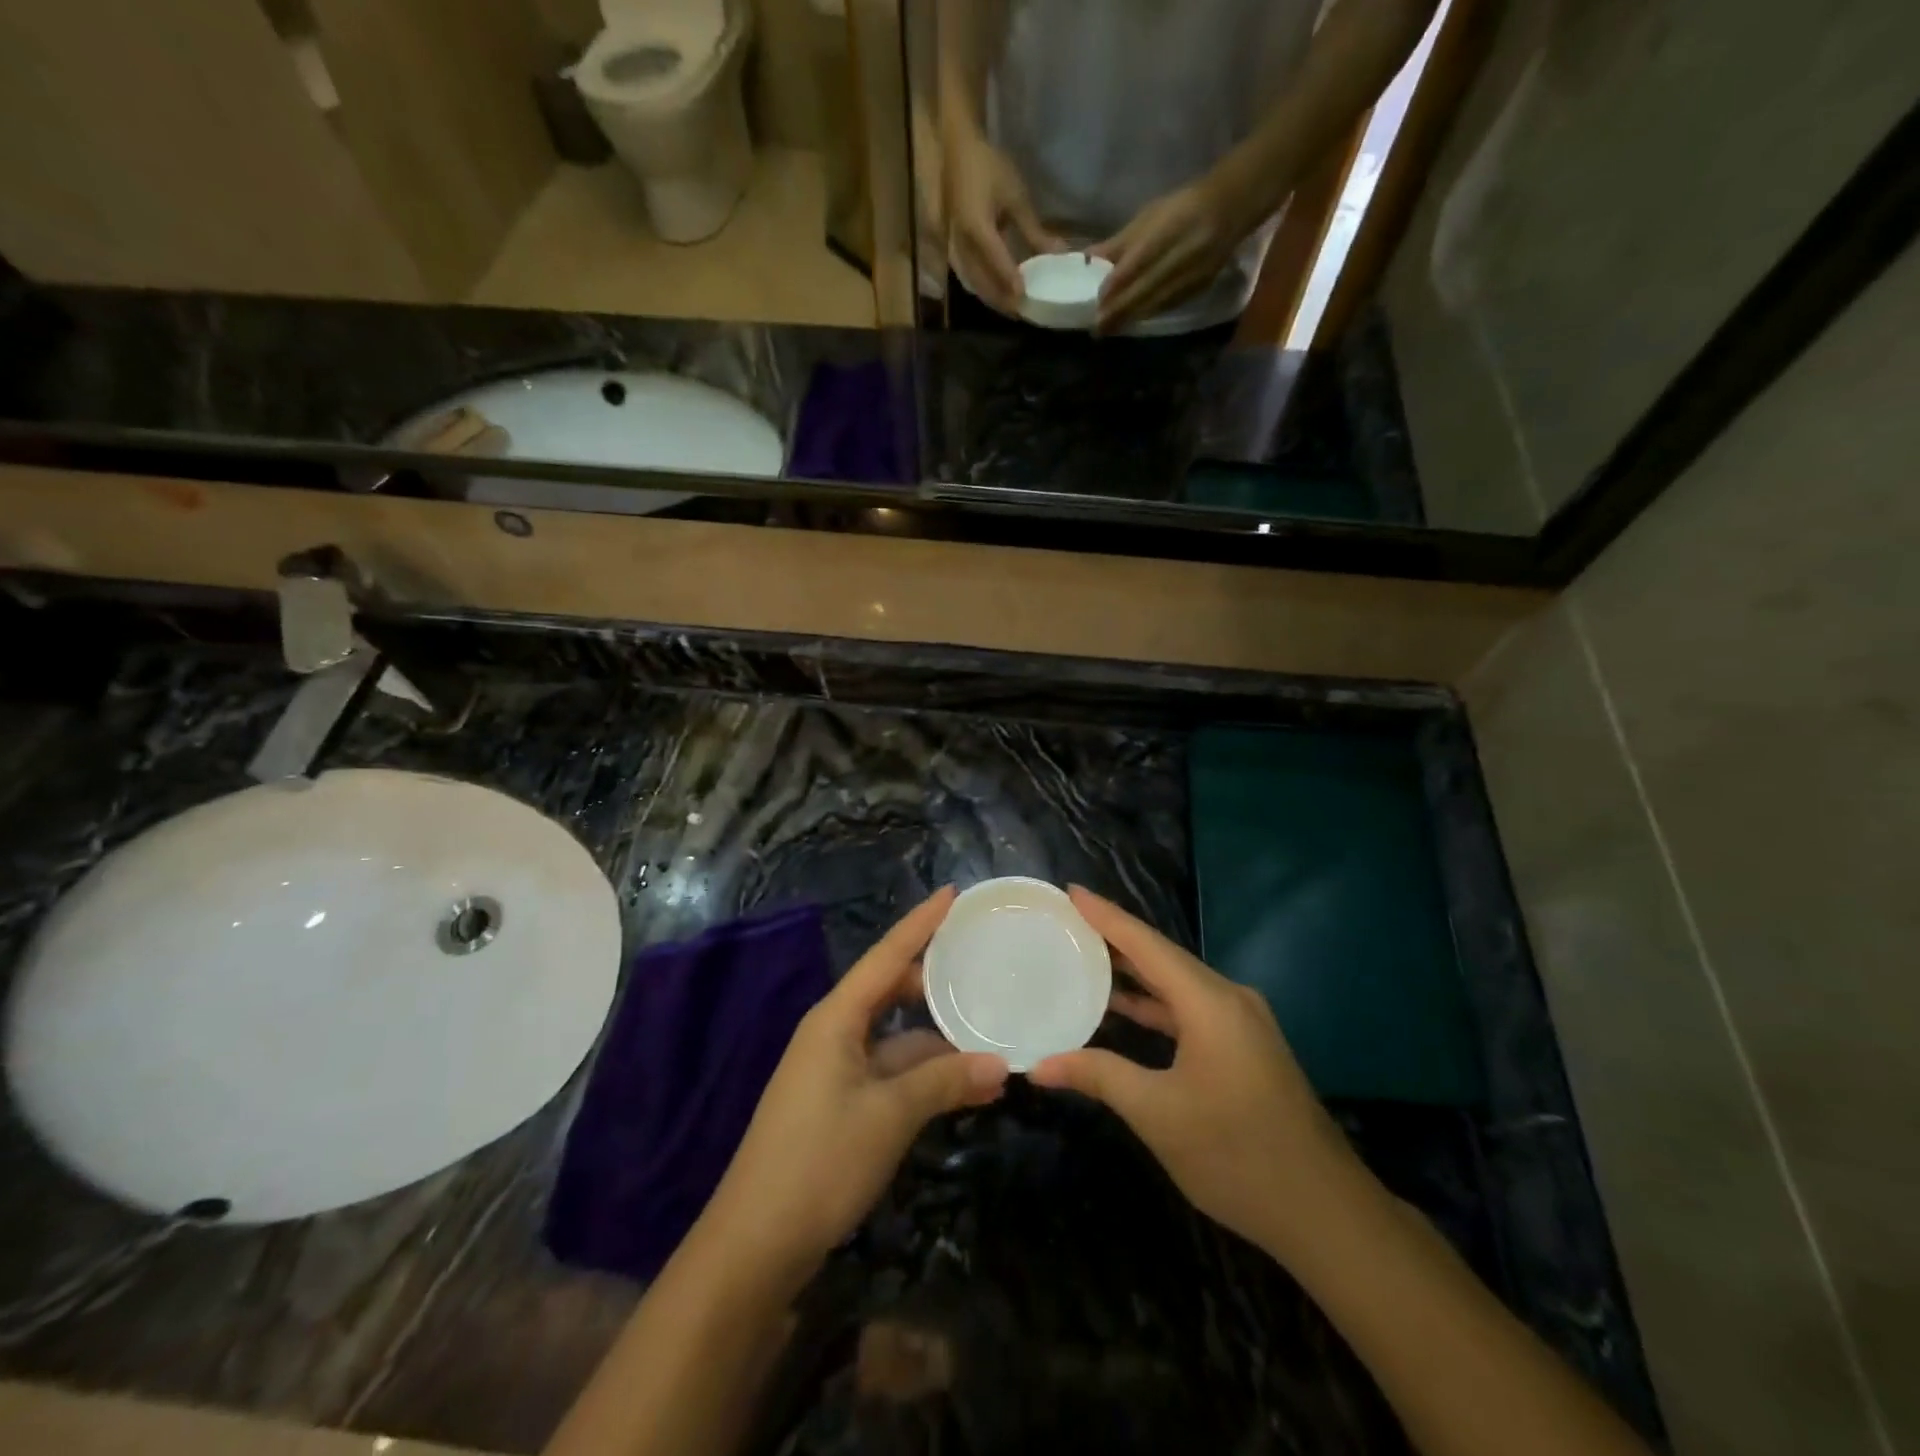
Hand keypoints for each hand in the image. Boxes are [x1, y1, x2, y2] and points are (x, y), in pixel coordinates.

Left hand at [703, 889, 1009, 1279]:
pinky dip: (926, 1074)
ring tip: (992, 1032)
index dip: (920, 923)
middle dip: (936, 980)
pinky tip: (965, 1085)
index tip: (953, 893)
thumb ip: (945, 1082)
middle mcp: (834, 1033)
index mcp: (836, 1018)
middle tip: (984, 964)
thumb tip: (1002, 1063)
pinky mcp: (841, 1105)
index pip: (887, 955)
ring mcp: (836, 1070)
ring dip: (939, 1039)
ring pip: (897, 1038)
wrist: (754, 1244)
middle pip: (892, 990)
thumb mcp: (889, 1116)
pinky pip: (892, 1072)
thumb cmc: (819, 1161)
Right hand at [947, 129, 1063, 313]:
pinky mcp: (955, 252)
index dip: (1010, 281)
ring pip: (975, 286)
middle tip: (1024, 313)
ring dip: (994, 300)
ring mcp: (955, 250)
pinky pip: (970, 279)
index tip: (1025, 298)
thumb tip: (1057, 255)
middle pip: (982, 282)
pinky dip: (986, 291)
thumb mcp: (1015, 196)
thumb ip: (1034, 231)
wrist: (957, 152)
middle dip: (1003, 300)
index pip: (995, 260)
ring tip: (1015, 310)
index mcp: (976, 226)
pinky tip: (1000, 296)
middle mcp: (961, 244)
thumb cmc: (989, 168)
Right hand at [1030, 888, 1359, 1251]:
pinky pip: (1190, 1008)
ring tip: (1085, 955)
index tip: (1070, 891)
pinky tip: (1124, 1008)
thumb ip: (1099, 1076)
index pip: (1147, 945)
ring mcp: (1242, 1023)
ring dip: (1135, 972)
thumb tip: (1038, 1065)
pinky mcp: (1245, 1046)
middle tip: (1067, 921)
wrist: (1326, 1213)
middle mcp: (1229, 999)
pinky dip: (1155, 1003)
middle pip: (1163, 957)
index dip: (1106, 916)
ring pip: (1177, 984)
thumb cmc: (1237, 1155)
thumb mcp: (1158, 1114)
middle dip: (1115, 938)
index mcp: (1210, 1003)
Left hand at [1089, 177, 1248, 333]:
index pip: (1138, 261)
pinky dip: (1148, 314)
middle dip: (1120, 309)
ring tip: (1109, 330)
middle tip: (1097, 327)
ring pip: (1156, 301)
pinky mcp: (1198, 287)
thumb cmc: (1181, 208)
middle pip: (1146, 288)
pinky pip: (1168, 305)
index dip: (1118, 283)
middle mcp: (1182, 254)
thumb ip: (1120, 243)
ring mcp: (1192, 273)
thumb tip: (1088, 258)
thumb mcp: (1150, 217)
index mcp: (1169, 230)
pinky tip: (1132, 322)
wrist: (1230, 209)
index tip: (1098, 300)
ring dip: (1131, 318)